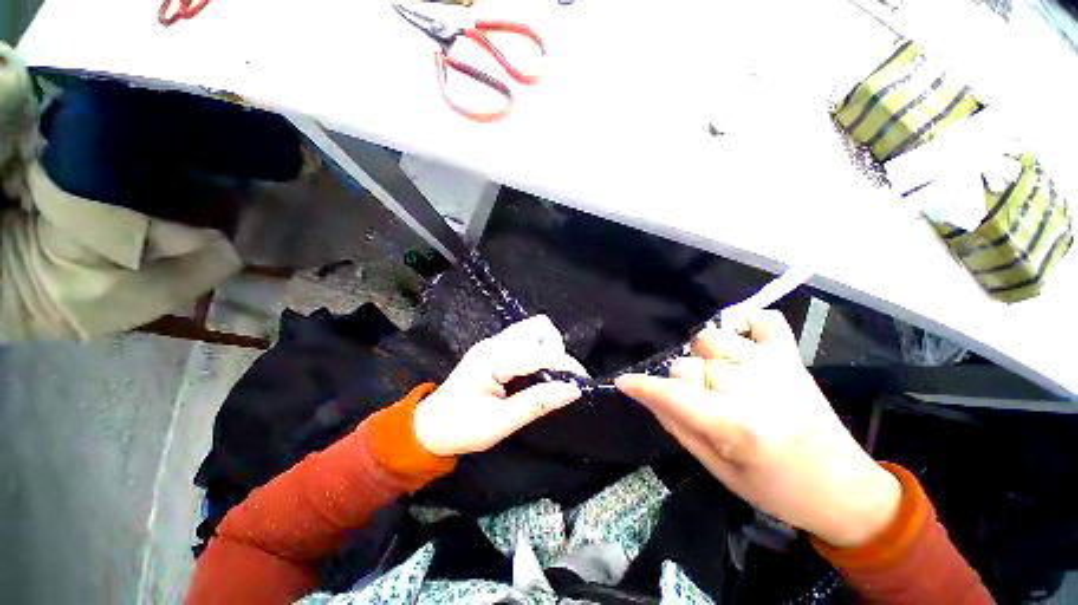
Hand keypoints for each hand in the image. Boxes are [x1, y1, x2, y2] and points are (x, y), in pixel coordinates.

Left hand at [414, 315, 586, 456]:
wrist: (429, 427)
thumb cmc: (461, 428)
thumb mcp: (501, 423)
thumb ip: (538, 403)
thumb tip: (573, 390)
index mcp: (493, 360)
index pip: (539, 353)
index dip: (565, 365)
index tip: (581, 382)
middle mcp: (494, 344)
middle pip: (538, 327)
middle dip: (556, 348)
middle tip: (557, 377)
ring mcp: (492, 343)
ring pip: (532, 329)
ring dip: (547, 347)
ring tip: (546, 375)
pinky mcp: (494, 348)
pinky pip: (524, 338)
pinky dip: (537, 350)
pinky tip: (533, 372)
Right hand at [616, 310, 900, 547]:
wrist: (844, 489)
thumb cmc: (776, 490)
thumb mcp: (718, 469)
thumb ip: (678, 426)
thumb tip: (647, 396)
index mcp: (737, 425)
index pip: (673, 393)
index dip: (641, 386)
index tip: (623, 382)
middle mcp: (754, 388)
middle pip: (687, 364)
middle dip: (680, 384)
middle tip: (695, 404)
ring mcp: (775, 366)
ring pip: (711, 339)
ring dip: (703, 358)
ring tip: (717, 378)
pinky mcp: (791, 357)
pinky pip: (764, 320)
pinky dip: (746, 324)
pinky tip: (741, 343)